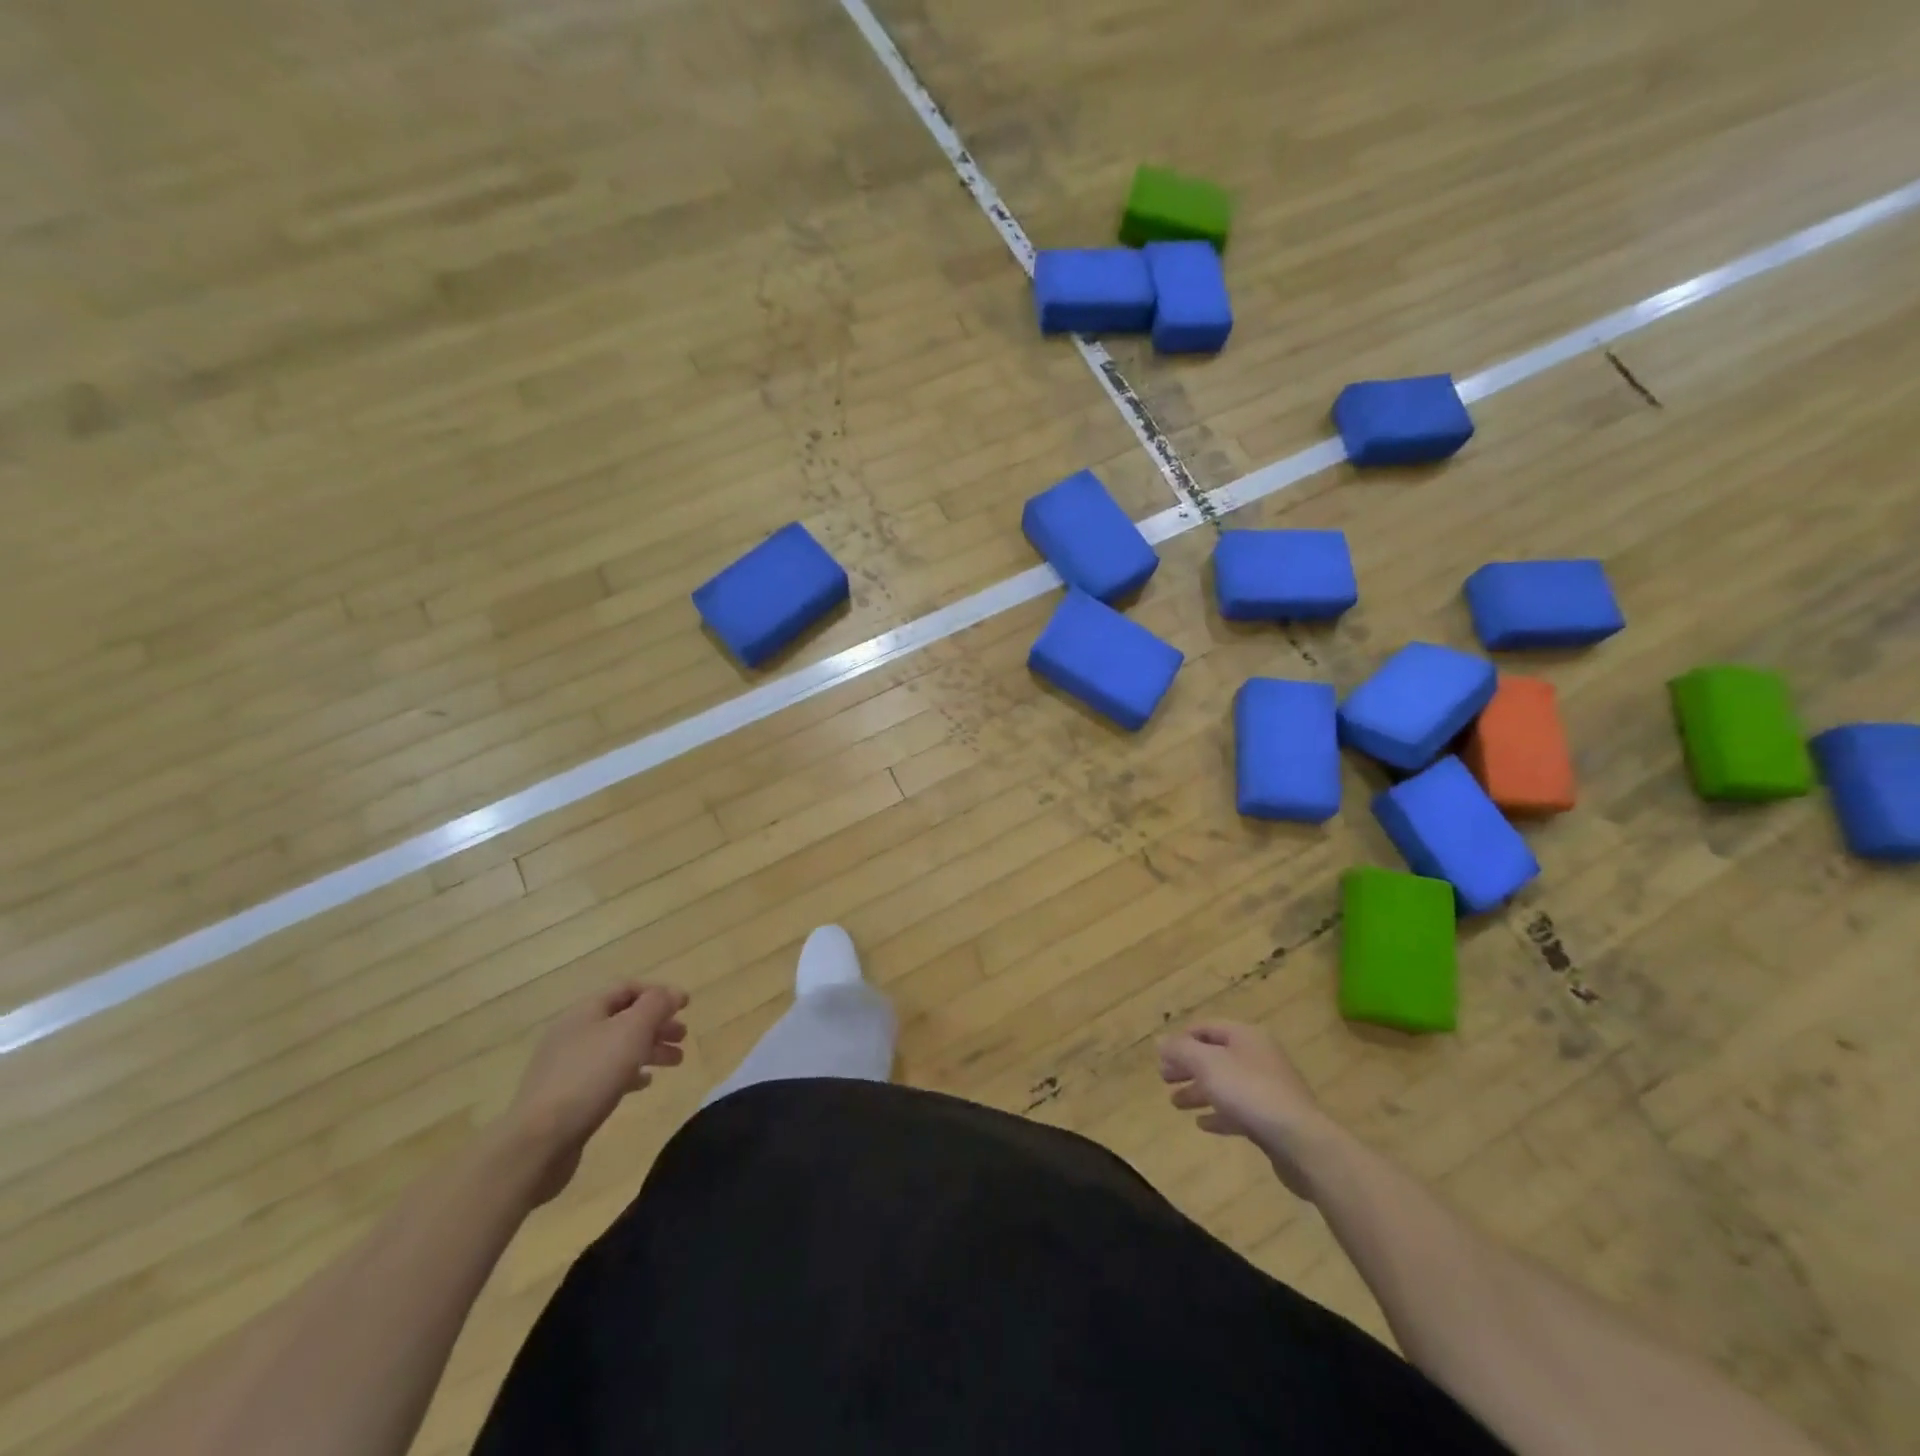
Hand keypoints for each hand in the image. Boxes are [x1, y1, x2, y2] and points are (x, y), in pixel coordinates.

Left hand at [506, 984, 689, 1204]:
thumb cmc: (590, 1076)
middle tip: (683, 1036)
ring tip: (675, 1061)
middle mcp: (574, 1033)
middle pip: (623, 1018)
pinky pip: (605, 1075)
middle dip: (657, 1024)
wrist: (538, 1142)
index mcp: (585, 1011)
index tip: (686, 1005)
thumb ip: (656, 1006)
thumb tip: (673, 993)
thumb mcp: (631, 1031)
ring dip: (649, 1049)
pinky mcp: (566, 1097)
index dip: (658, 993)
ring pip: (617, 1047)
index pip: (627, 988)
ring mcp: (567, 1066)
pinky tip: (644, 1084)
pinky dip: (629, 1073)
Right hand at [1159, 1021, 1336, 1197]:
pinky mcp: (1272, 1118)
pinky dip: (1219, 1113)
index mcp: (1245, 1036)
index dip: (1182, 1039)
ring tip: (1175, 1103)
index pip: (1206, 1028)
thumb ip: (1181, 1050)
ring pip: (1225, 1084)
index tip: (1162, 1056)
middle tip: (1164, 1078)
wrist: (1300, 1141)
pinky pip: (1239, 1109)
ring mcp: (1268, 1088)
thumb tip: (1161, 1041)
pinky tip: (1202, 1124)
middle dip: (1187, 1066)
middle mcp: (1258, 1056)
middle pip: (1215, 1055)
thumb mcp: (1207, 1064)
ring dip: (1199, 1091)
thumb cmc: (1249, 1092)